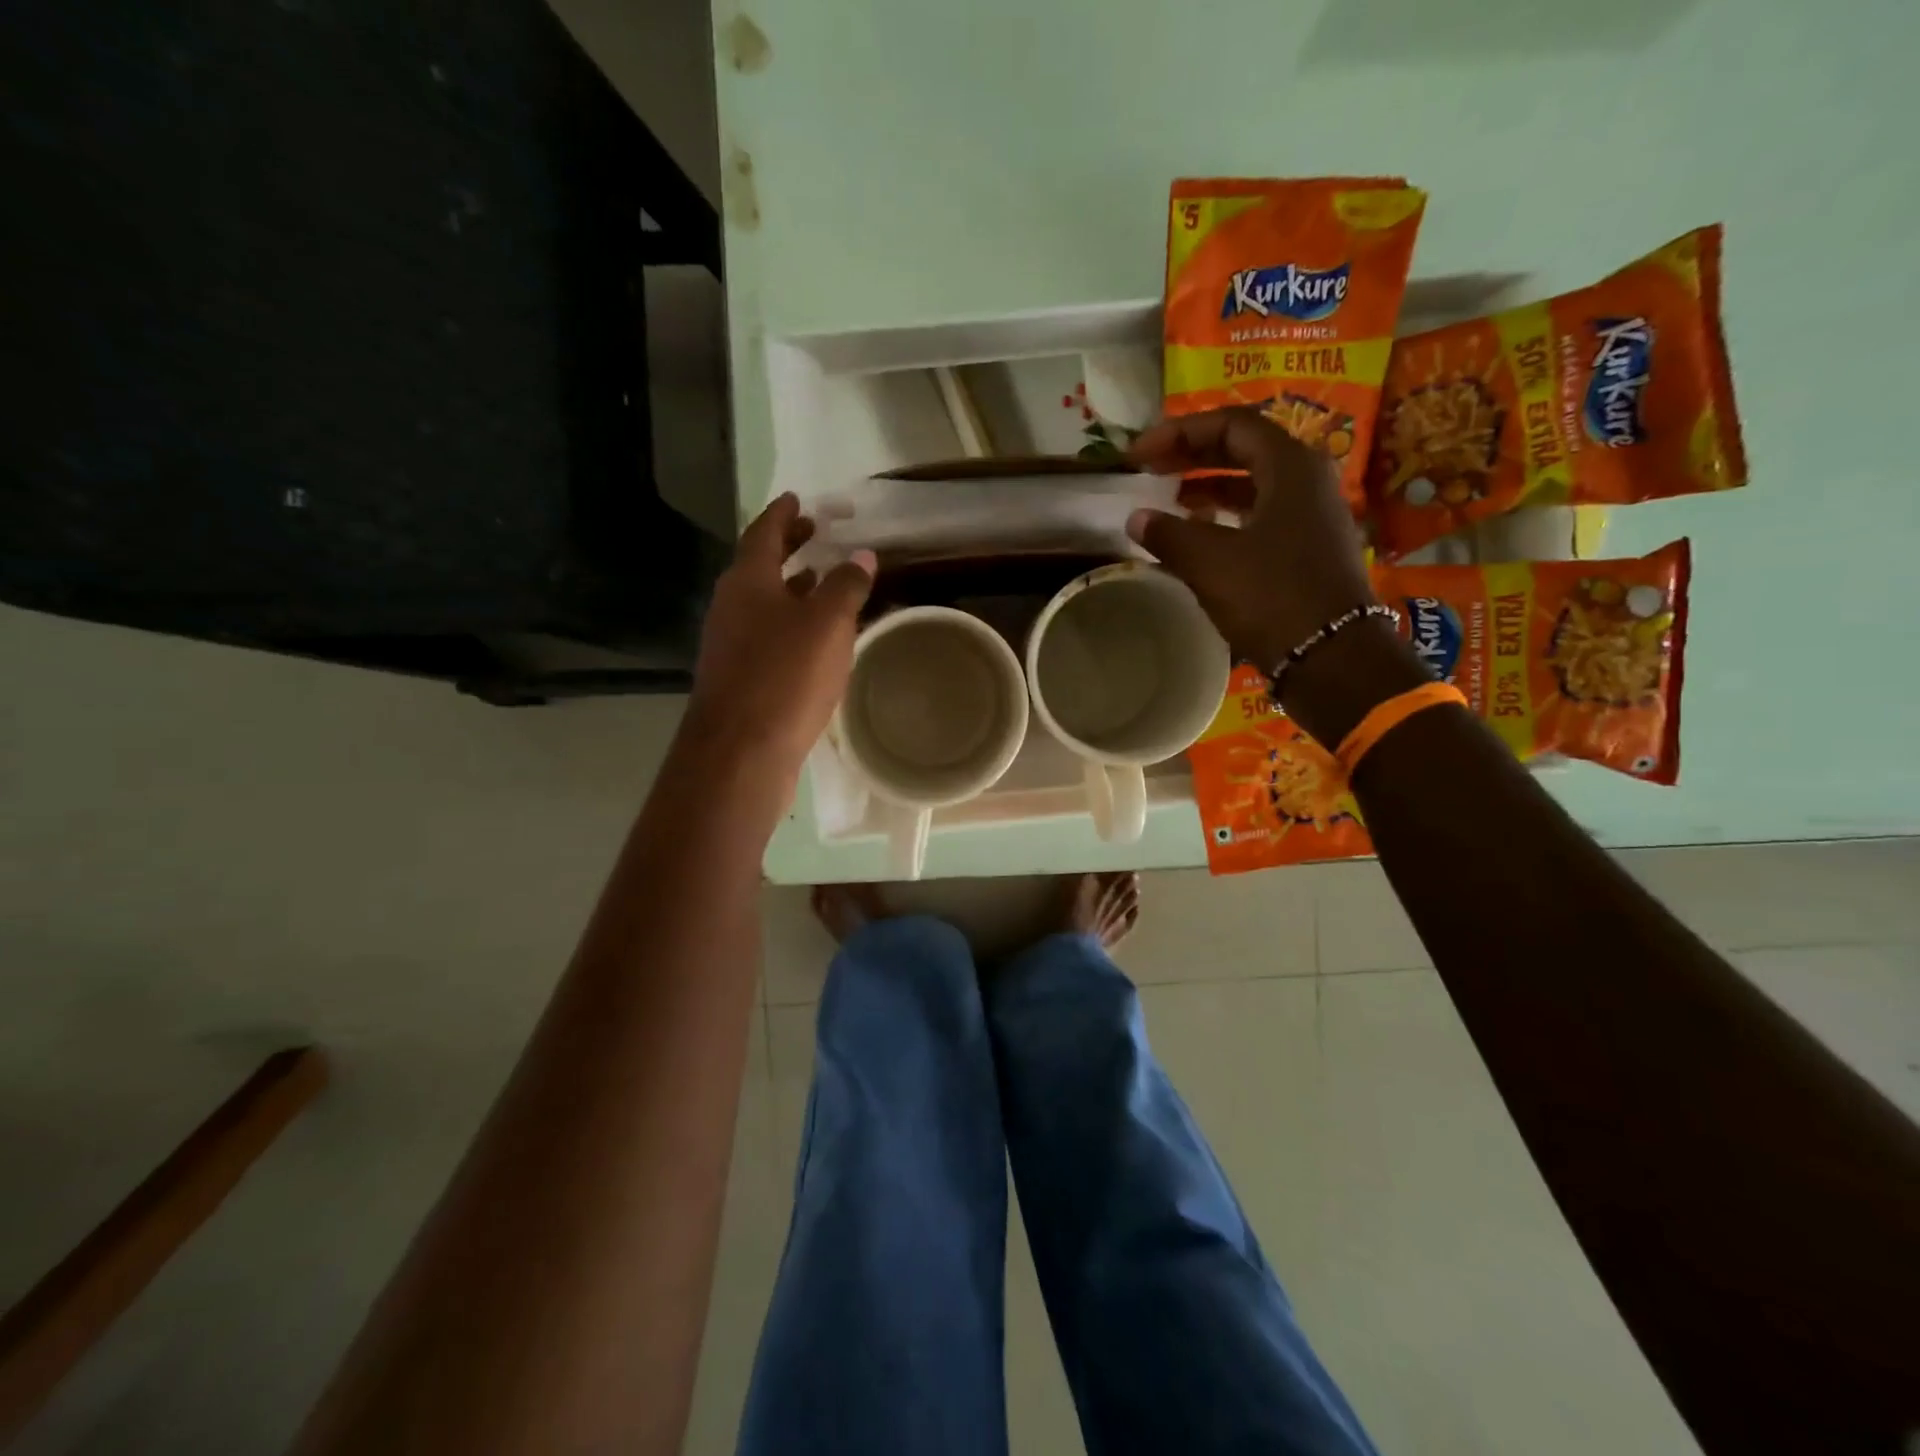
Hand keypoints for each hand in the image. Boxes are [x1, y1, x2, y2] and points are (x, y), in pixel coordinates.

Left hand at [685, 493, 875, 787]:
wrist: (741, 752)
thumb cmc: (785, 676)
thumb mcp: (827, 624)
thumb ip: (846, 586)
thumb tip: (862, 555)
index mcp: (747, 581)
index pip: (764, 532)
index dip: (783, 513)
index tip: (798, 499)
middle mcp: (731, 606)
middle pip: (759, 566)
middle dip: (787, 548)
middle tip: (814, 533)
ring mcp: (730, 644)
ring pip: (763, 603)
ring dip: (791, 588)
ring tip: (821, 582)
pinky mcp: (738, 678)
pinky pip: (766, 635)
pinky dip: (790, 624)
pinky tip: (813, 640)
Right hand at [1125, 408, 1373, 670]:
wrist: (1330, 657)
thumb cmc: (1271, 596)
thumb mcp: (1210, 562)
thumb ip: (1168, 533)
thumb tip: (1136, 517)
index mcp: (1290, 466)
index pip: (1231, 425)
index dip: (1179, 433)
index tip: (1140, 454)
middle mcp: (1307, 480)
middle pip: (1244, 449)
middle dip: (1192, 455)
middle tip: (1150, 470)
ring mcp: (1312, 515)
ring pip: (1253, 484)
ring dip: (1209, 487)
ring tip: (1170, 501)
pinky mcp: (1309, 548)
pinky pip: (1262, 514)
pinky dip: (1227, 516)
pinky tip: (1200, 536)